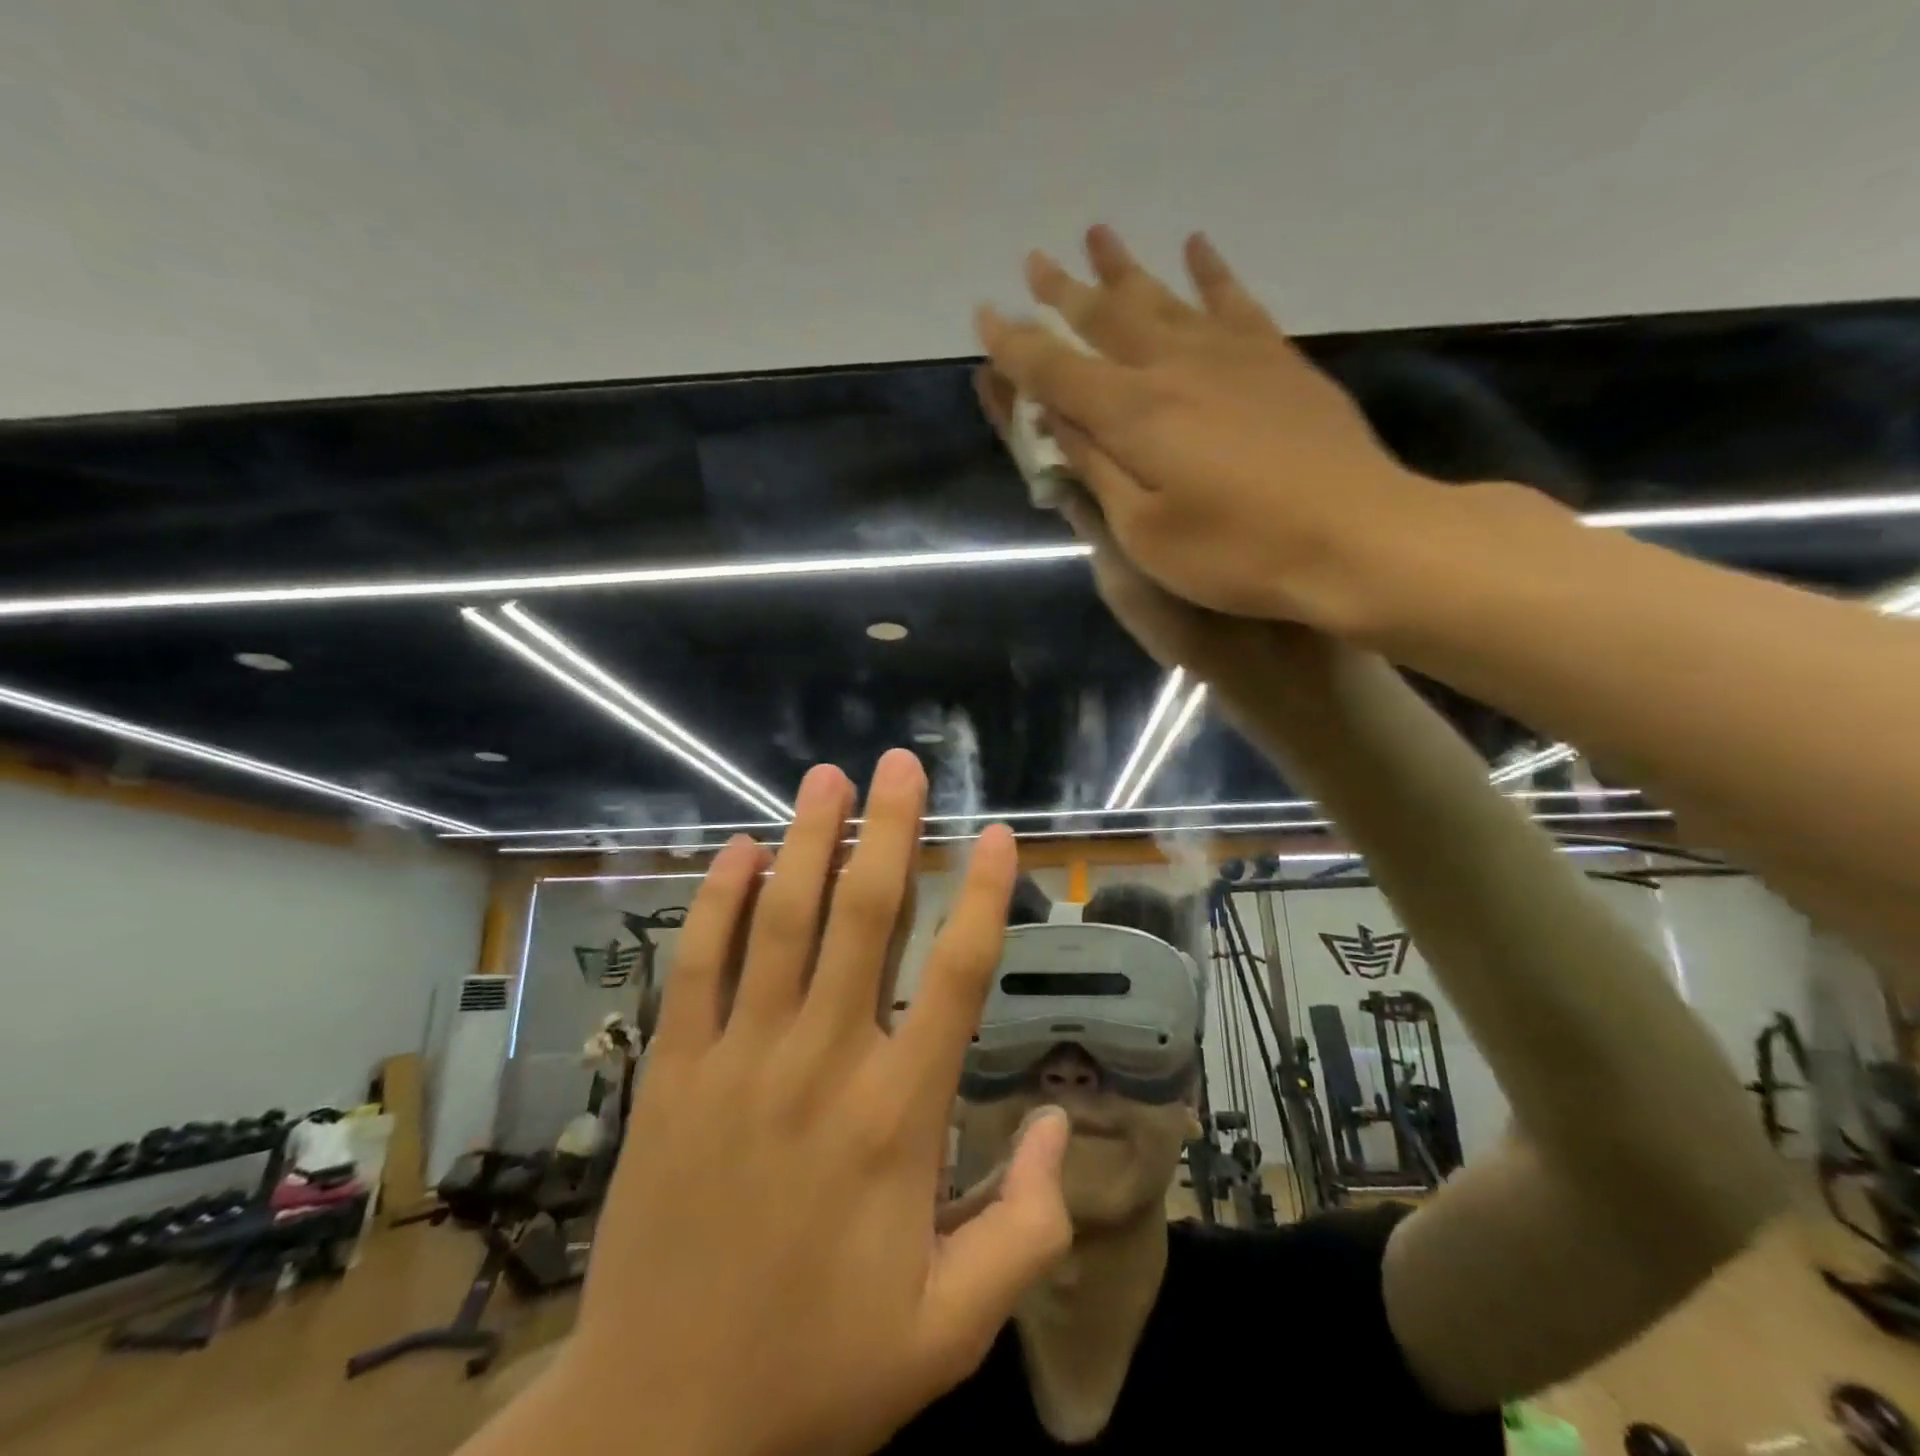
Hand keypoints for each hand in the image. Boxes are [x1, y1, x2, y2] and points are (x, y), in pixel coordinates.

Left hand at [551, 752, 1070, 1455]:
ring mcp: (738, 1060)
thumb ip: (1025, 1229)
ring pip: (780, 922)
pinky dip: (717, 901)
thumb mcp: (949, 1330)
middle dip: (890, 831)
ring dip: (807, 841)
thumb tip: (1059, 1124)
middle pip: (864, 919)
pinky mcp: (672, 1071)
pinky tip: (736, 850)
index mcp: (896, 1118)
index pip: (954, 978)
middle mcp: (820, 1064)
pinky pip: (697, 964)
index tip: (998, 835)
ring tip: (827, 778)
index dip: (982, 898)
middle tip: (901, 764)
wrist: (656, 1426)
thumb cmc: (816, 1371)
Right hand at [976, 225, 1442, 634]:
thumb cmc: (1236, 553)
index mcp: (1133, 416)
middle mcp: (1175, 368)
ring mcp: (1232, 356)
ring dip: (1124, 269)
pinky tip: (1195, 248)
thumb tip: (1057, 421)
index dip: (1016, 346)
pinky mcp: (1278, 361)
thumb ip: (1097, 470)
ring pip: (1163, 299)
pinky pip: (1235, 301)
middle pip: (1106, 320)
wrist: (1355, 538)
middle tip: (1034, 263)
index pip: (1056, 372)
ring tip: (1096, 237)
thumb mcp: (1145, 532)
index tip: (986, 317)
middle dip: (1063, 294)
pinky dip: (1210, 272)